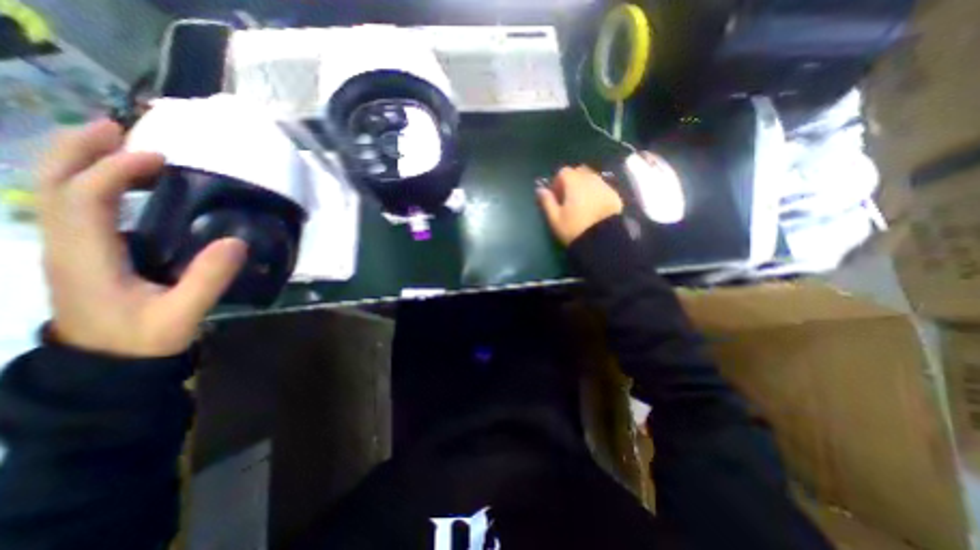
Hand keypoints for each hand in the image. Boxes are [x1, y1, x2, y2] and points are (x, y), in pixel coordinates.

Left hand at [39, 118, 247, 356]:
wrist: (108, 364)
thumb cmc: (144, 339)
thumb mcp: (182, 313)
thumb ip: (208, 279)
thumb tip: (236, 241)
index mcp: (86, 257)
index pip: (84, 199)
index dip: (114, 171)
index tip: (157, 157)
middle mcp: (65, 245)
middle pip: (51, 185)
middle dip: (77, 150)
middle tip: (118, 127)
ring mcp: (69, 248)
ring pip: (56, 193)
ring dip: (81, 161)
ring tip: (119, 144)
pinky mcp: (83, 253)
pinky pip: (75, 207)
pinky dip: (92, 184)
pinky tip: (125, 185)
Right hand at [540, 162, 623, 244]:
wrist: (603, 240)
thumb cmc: (574, 229)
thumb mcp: (555, 218)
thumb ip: (547, 201)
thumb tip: (540, 189)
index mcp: (574, 183)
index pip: (564, 172)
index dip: (557, 182)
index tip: (556, 196)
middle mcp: (591, 179)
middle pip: (579, 171)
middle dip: (572, 181)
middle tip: (568, 198)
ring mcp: (604, 186)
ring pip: (592, 178)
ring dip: (584, 186)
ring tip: (581, 203)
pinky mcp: (615, 195)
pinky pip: (602, 187)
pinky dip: (596, 192)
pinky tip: (593, 207)